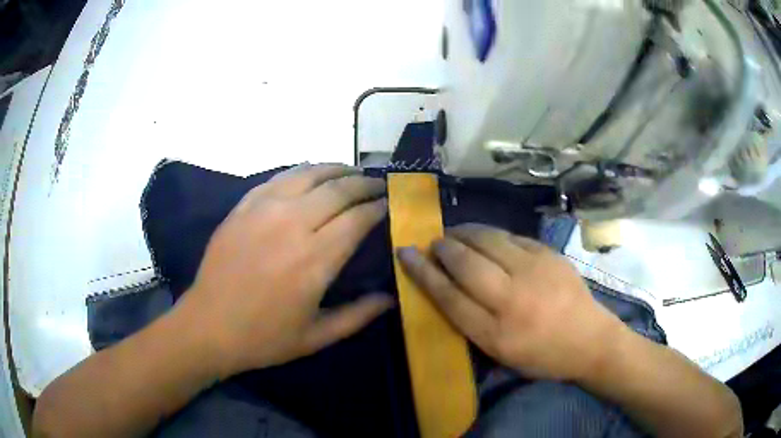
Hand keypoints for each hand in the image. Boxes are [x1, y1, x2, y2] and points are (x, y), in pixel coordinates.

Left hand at [178, 164, 392, 378]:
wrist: (208, 326)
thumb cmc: (264, 337)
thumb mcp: (316, 337)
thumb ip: (358, 316)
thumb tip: (390, 299)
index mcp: (315, 259)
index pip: (358, 219)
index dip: (377, 208)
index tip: (388, 204)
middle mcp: (293, 224)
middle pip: (338, 189)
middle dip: (364, 184)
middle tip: (377, 184)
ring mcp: (264, 210)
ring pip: (309, 175)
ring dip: (335, 169)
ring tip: (351, 171)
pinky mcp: (243, 207)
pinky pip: (278, 178)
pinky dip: (301, 171)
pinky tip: (310, 172)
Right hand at [397, 223, 622, 380]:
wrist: (590, 340)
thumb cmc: (542, 356)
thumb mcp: (500, 353)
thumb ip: (471, 321)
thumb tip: (445, 286)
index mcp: (496, 333)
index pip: (448, 296)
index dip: (422, 272)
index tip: (405, 253)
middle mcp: (512, 299)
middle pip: (465, 263)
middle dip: (443, 248)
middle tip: (434, 243)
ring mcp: (534, 272)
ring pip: (488, 240)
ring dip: (465, 233)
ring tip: (456, 233)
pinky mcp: (550, 255)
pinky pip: (513, 237)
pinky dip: (493, 235)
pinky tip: (488, 238)